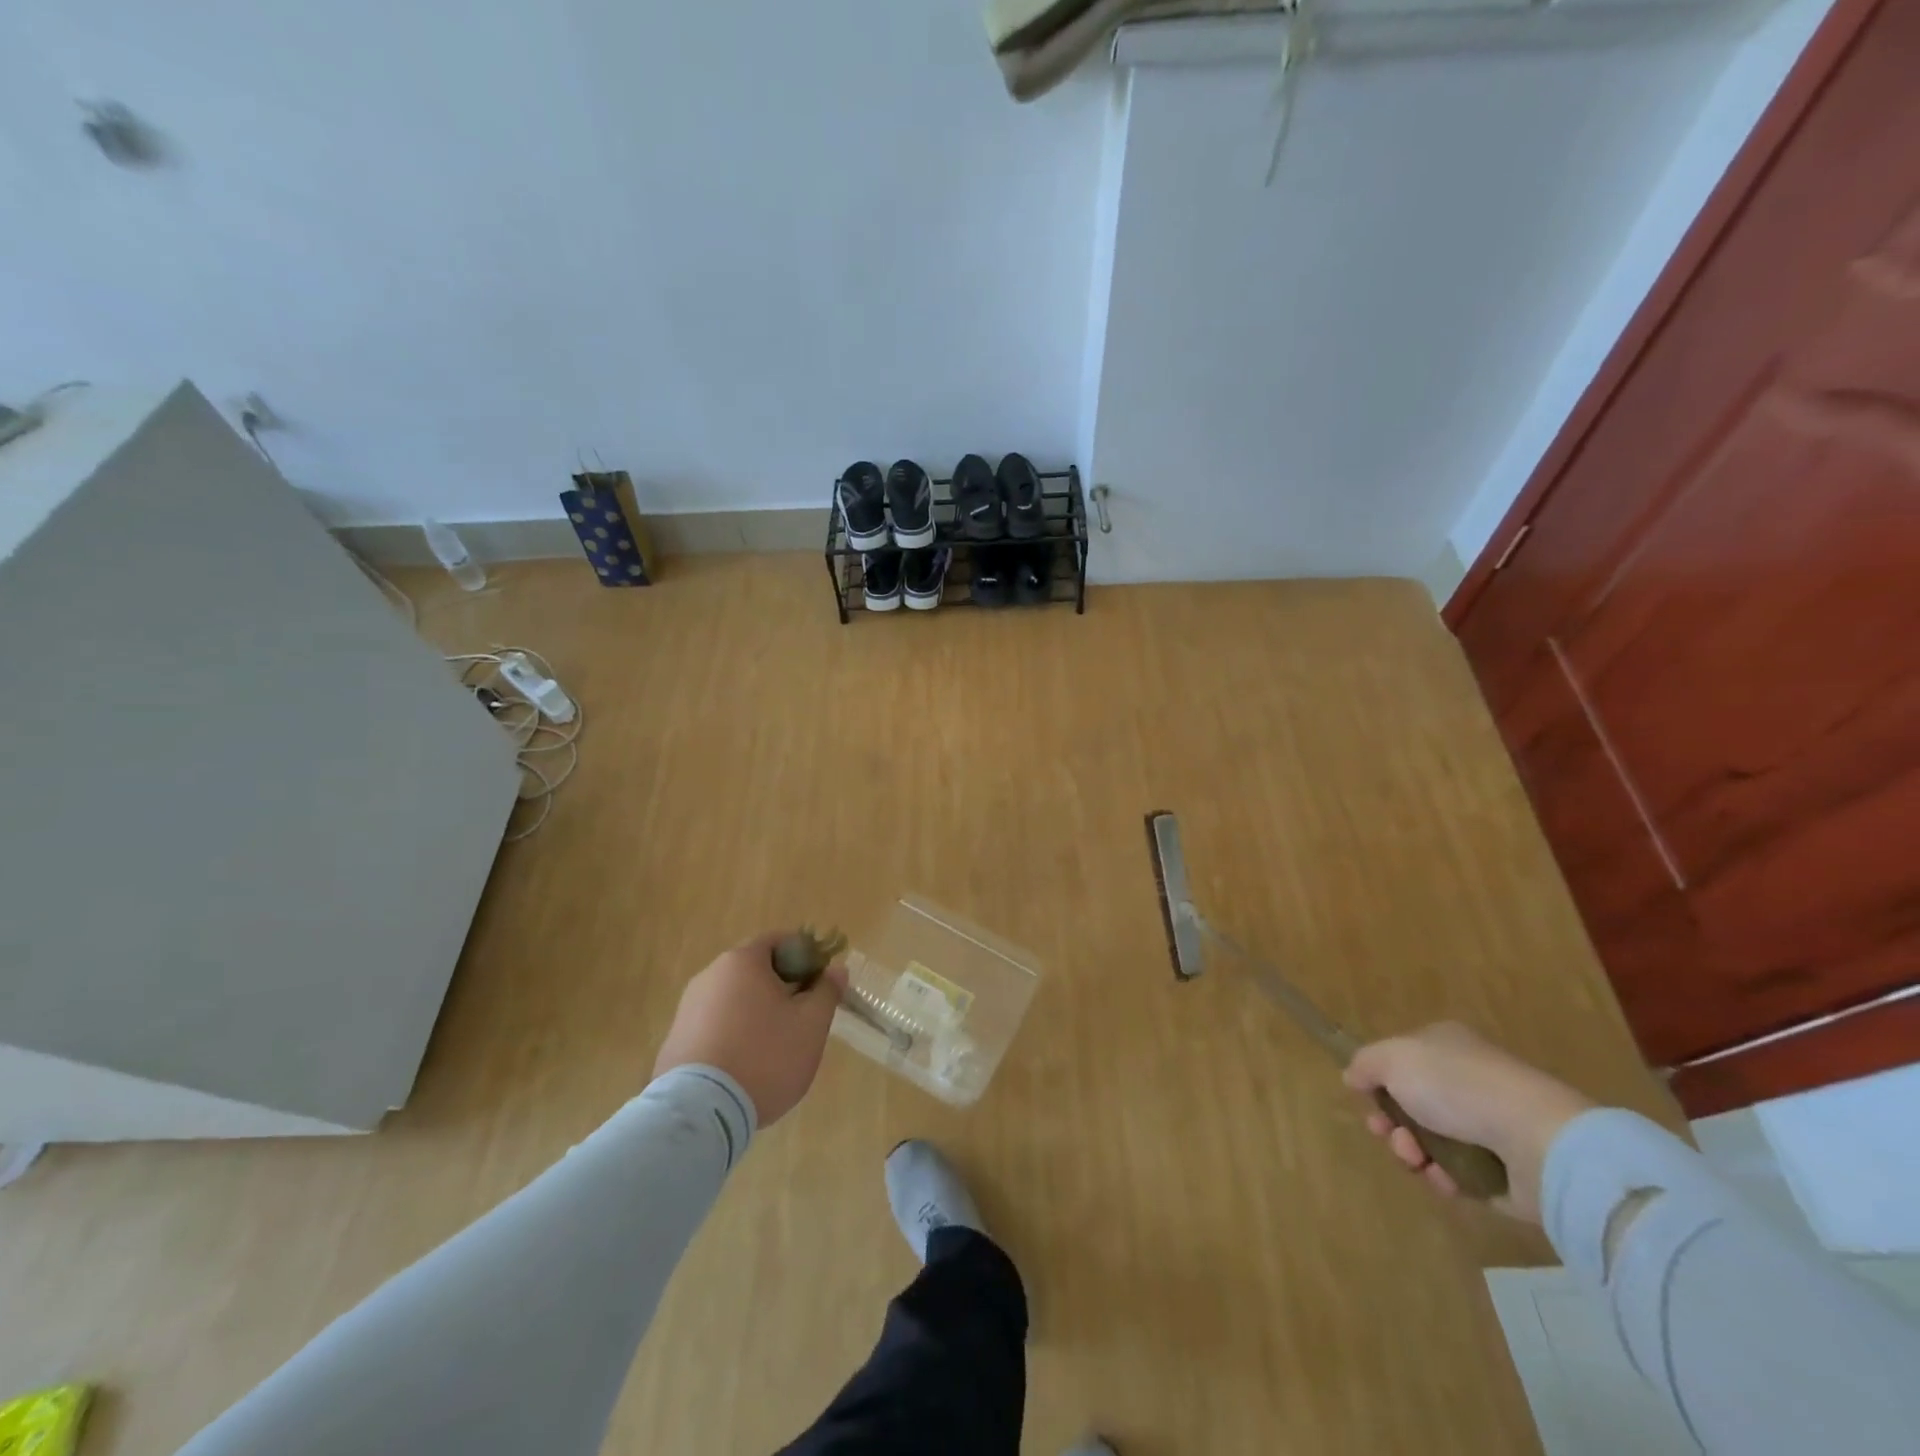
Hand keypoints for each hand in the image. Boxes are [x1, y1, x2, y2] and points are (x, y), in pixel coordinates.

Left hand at [653, 933, 846, 1126]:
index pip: (780, 941)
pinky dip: (734, 1036)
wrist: (699, 1113)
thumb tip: (836, 969)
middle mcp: (710, 975)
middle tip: (803, 1018)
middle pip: (756, 970)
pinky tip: (745, 1067)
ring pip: (734, 1000)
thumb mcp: (811, 1024)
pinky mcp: (675, 1041)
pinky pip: (715, 1026)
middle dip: (782, 988)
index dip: (806, 957)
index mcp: (742, 961)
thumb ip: (827, 991)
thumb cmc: (764, 1056)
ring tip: (775, 1049)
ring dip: (757, 1014)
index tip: (820, 984)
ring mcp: (687, 1009)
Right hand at [1343, 1022, 1594, 1221]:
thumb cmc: (1457, 1086)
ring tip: (1415, 1159)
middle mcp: (1467, 1082)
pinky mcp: (1505, 1171)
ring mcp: (1489, 1126)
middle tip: (1385, 1134)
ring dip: (1411, 1152)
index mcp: (1445, 1046)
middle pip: (1413, 1104)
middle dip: (1391, 1122)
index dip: (1379, 1080)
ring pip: (1432, 1141)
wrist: (1536, 1140)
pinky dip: (1443, 1178)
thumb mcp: (1392, 1058)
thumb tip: (1353, 1076)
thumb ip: (1364, 1063)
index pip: (1403, 1060)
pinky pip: (1459, 1175)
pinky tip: (1442, 1179)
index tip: (1365, 1099)